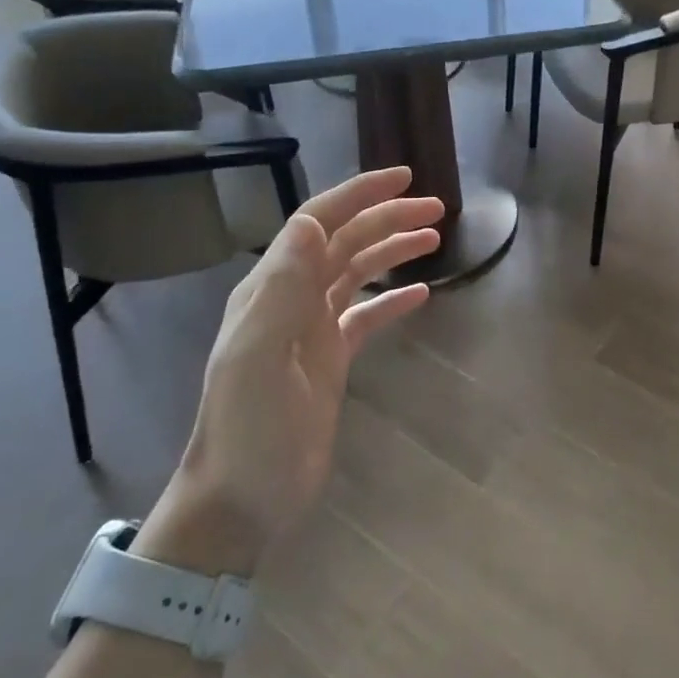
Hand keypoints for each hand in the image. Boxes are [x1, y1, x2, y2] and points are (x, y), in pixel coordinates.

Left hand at [138, 168, 441, 574]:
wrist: (241, 500)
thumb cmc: (249, 429)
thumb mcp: (257, 356)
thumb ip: (281, 287)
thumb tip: (312, 220)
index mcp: (272, 289)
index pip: (319, 223)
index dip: (360, 194)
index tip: (404, 177)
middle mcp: (292, 299)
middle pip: (345, 242)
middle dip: (388, 217)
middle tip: (437, 208)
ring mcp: (311, 330)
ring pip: (357, 273)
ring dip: (392, 250)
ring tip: (434, 238)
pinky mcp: (329, 361)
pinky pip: (366, 317)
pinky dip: (392, 301)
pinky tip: (422, 295)